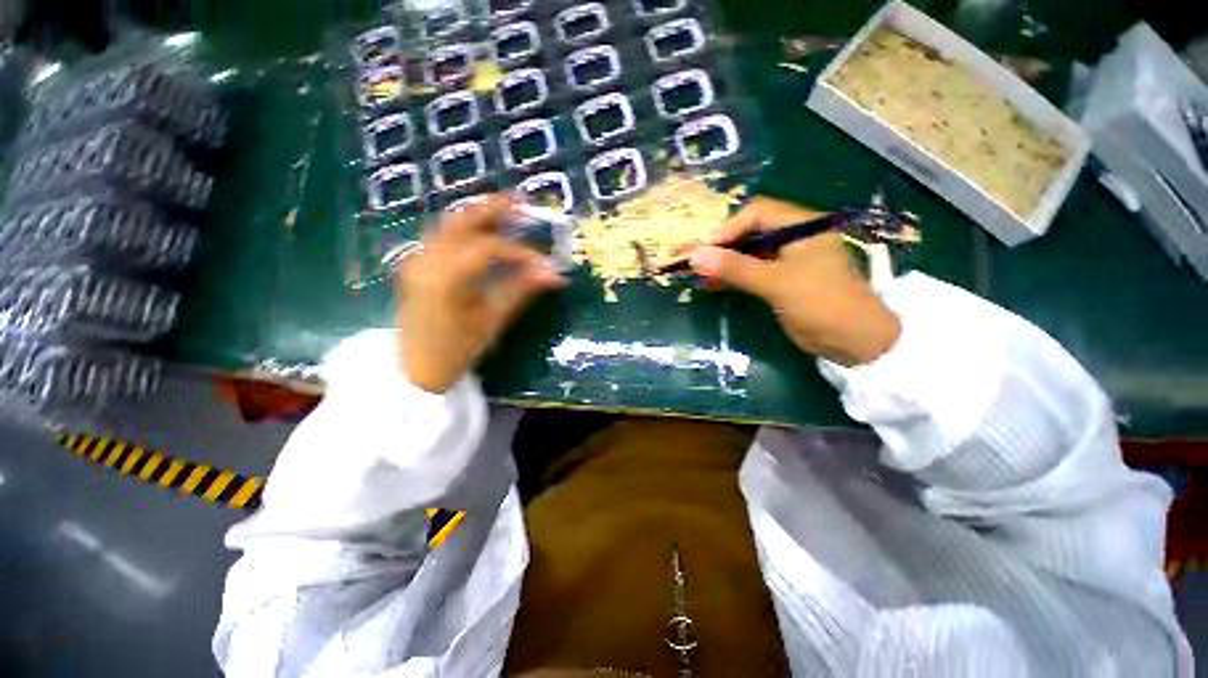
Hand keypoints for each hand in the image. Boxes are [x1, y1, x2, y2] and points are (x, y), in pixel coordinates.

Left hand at [398, 196, 566, 393]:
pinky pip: (442, 237)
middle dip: (494, 209)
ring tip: (506, 211)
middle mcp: (426, 260)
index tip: (542, 263)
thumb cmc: (458, 350)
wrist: (417, 370)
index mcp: (446, 278)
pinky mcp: (416, 265)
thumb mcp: (493, 320)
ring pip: (449, 224)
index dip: (520, 251)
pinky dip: (466, 230)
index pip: (489, 248)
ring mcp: (416, 260)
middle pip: (462, 220)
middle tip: (521, 202)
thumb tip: (554, 275)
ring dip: (478, 215)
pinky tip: (483, 232)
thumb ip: (522, 291)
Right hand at [688, 197, 901, 366]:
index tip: (703, 249)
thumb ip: (735, 268)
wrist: (856, 344)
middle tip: (691, 259)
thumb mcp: (777, 284)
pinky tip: (709, 284)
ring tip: (693, 272)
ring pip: (746, 254)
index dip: (727, 229)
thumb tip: (694, 256)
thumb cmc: (822, 305)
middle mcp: (794, 238)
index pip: (757, 213)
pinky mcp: (781, 281)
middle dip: (718, 246)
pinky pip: (750, 272)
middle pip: (748, 232)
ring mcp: (786, 261)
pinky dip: (730, 277)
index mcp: (802, 227)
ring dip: (721, 262)